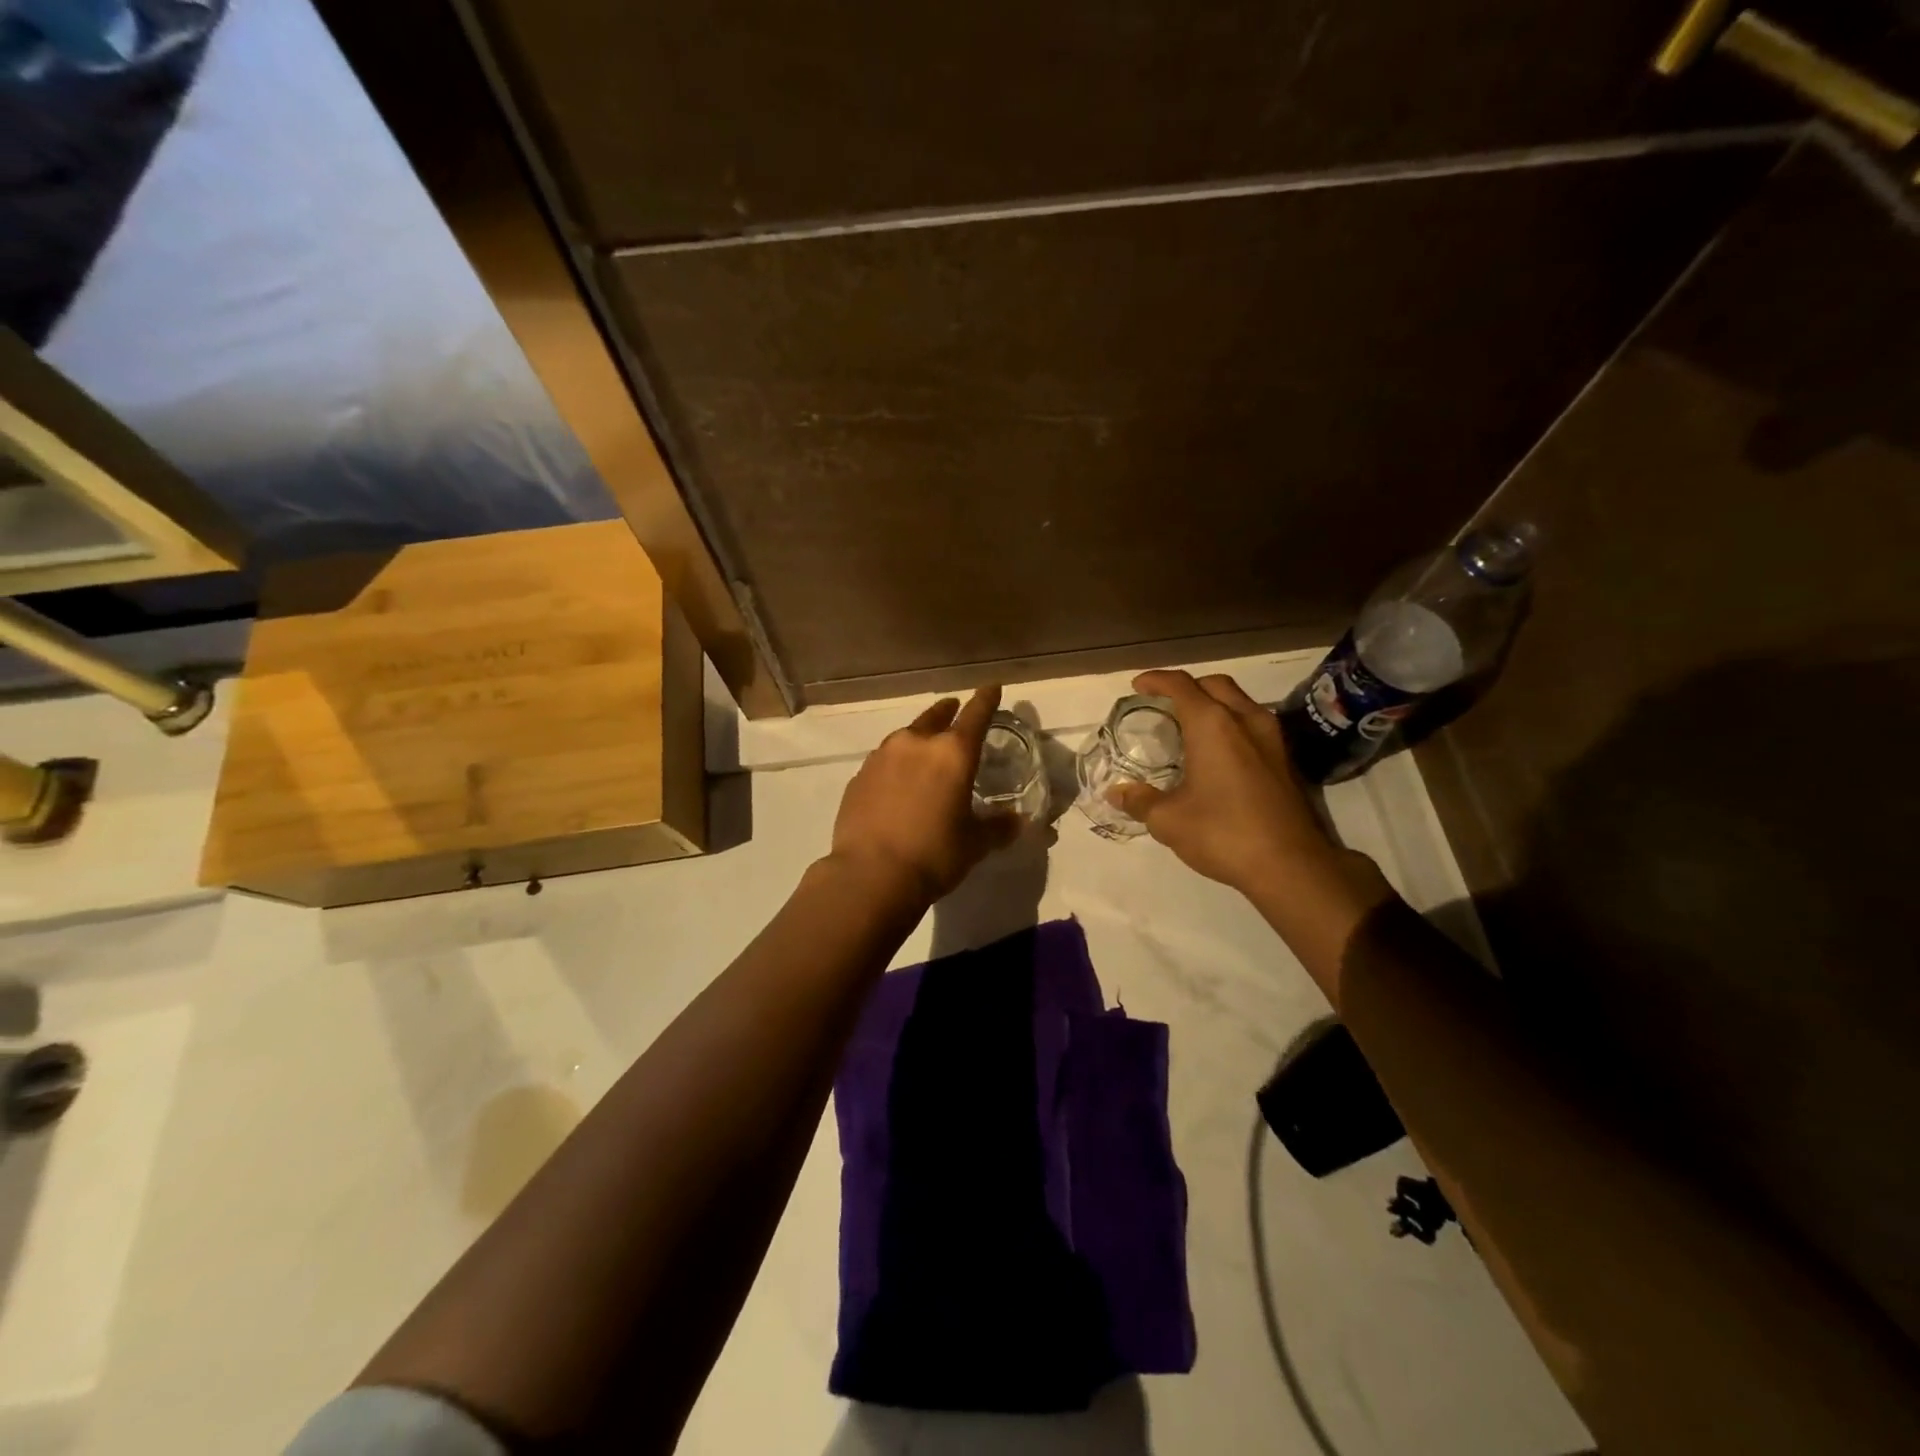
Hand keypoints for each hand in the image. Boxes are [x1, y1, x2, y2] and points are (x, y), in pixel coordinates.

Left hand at [829, 686, 1022, 903]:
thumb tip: (1018, 821)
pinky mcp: (858, 777)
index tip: (992, 686)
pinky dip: (895, 764)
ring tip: (923, 748)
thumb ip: (998, 827)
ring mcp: (882, 758)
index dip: (986, 699)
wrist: (870, 875)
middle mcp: (916, 744)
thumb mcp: (975, 843)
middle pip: (935, 717)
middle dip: (948, 711)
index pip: (975, 715)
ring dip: (918, 737)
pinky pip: (883, 761)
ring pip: (905, 736)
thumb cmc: (934, 855)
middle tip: (953, 709)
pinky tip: (895, 782)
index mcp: (952, 754)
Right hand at [1108, 670, 1362, 896]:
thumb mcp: (1169, 820)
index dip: (1156, 680)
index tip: (1138, 685)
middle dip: (1188, 687)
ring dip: (1214, 704)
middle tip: (1166, 704)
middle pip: (1215, 685)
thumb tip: (1117, 792)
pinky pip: (1253, 725)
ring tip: (1190, 728)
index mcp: (1212, 725)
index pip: (1180, 685)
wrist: (1290, 865)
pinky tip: (1219, 754)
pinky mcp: (1285, 760)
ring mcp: (1271, 738)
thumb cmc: (1223, 833)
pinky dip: (1231, 725)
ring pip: (1239, 702)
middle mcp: (1245, 720)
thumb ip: (1140, 800)